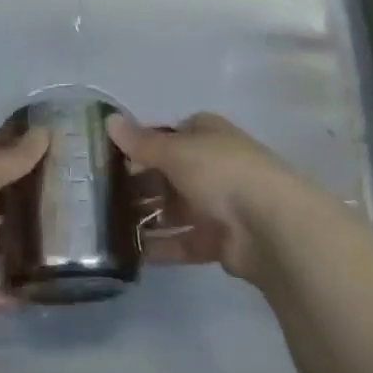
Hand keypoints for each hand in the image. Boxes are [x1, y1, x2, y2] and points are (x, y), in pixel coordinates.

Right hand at [107, 112, 331, 284]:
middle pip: (170, 173)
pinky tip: (132, 251)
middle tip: (103, 194)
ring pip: (175, 208)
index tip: (114, 156)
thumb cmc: (221, 172)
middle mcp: (215, 165)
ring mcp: (219, 204)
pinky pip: (184, 241)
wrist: (269, 226)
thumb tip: (109, 121)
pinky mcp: (220, 240)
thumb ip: (141, 142)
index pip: (172, 133)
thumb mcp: (175, 150)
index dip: (145, 143)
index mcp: (209, 135)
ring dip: (148, 216)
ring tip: (109, 224)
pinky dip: (161, 245)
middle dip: (140, 183)